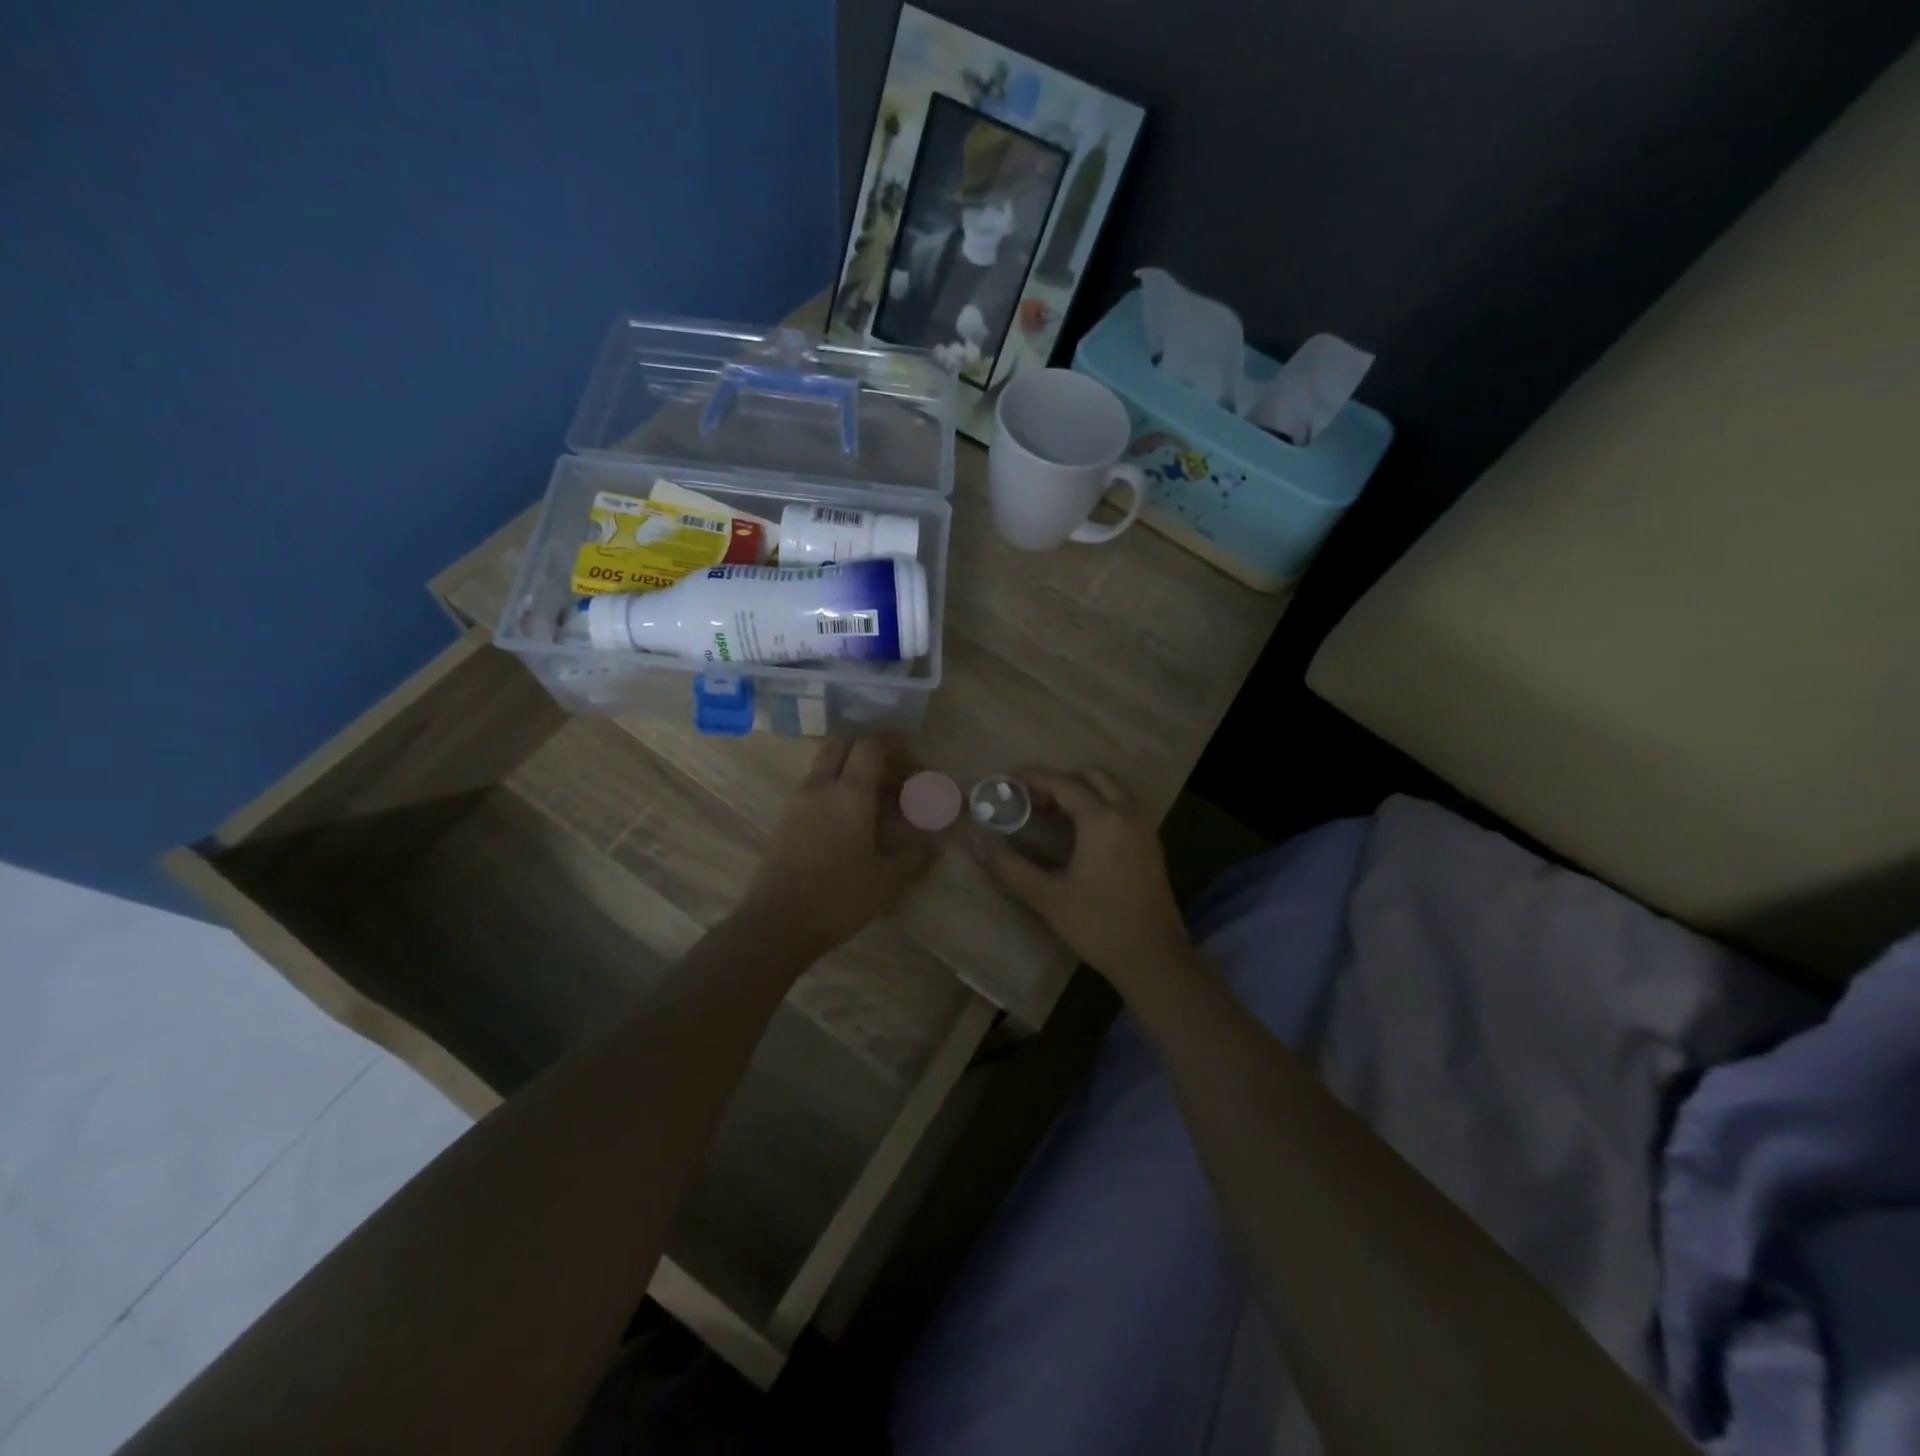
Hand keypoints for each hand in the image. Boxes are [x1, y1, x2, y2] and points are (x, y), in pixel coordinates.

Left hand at [740, 736, 942, 958]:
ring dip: (851, 769)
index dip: (894, 742)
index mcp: (850, 793)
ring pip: (825, 765)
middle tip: (893, 771)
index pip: (871, 746)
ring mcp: (798, 801)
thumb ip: (916, 856)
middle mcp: (820, 786)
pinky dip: (835, 788)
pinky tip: (853, 818)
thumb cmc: (838, 898)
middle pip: (842, 744)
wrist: (776, 924)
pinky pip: (814, 787)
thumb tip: (939, 841)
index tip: (912, 754)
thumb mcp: (888, 881)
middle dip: (869, 749)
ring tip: (878, 798)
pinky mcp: (785, 819)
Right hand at [972, 769, 1191, 990]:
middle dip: (1060, 780)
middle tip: (1031, 799)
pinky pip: (1123, 807)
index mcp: (1101, 819)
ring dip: (1082, 791)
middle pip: (1092, 777)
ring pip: (1111, 790)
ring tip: (1052, 813)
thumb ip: (1009, 866)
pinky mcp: (1151, 845)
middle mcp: (1126, 813)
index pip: (1063, 783)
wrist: (1154, 958)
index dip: (1035, 778)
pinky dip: (1100, 804)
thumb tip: (976, 842)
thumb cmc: (1098, 925)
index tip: (1010, 780)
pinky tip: (1080, 832)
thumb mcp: (1047, 897)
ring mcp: (1144, 828)